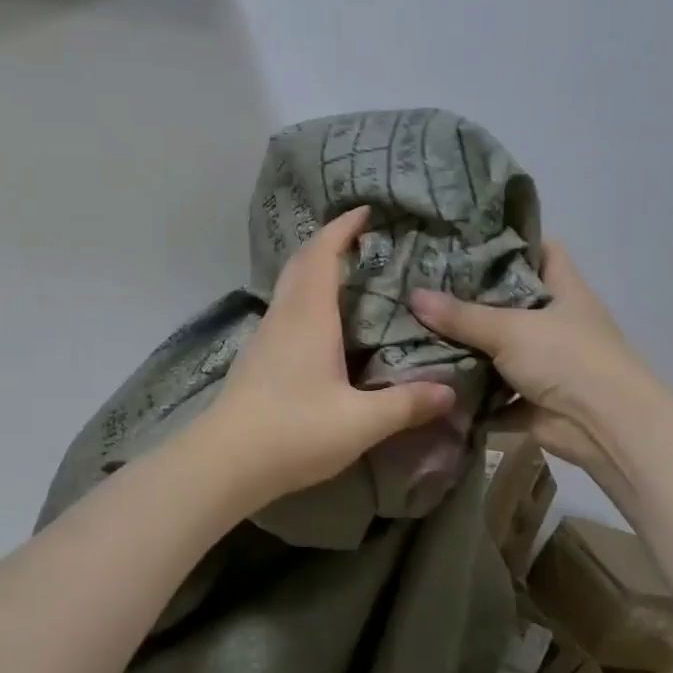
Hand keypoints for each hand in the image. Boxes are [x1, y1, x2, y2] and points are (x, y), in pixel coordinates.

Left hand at [196, 207, 455, 509]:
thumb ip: (405, 404)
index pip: (322, 254)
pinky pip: (286, 308)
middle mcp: (285, 315)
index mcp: (309, 316)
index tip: (364, 211)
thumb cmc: (293, 431)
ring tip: (347, 273)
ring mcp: (266, 335)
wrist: (224, 462)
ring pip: (290, 285)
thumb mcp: (359, 422)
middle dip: (328, 241)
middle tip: (359, 237)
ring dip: (314, 268)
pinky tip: (321, 321)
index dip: (342, 228)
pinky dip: (306, 296)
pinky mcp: (257, 357)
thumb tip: (448, 390)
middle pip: (301, 262)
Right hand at [411, 242, 644, 480]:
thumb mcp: (510, 329)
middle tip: (425, 284)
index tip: (467, 239)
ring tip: (418, 328)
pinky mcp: (534, 399)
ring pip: (499, 348)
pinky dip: (472, 393)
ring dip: (467, 348)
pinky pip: (495, 392)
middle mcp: (556, 322)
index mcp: (564, 290)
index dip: (510, 242)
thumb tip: (413, 296)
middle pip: (510, 301)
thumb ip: (462, 316)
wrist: (606, 428)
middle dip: (472, 298)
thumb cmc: (567, 358)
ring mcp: (546, 362)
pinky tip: (434, 380)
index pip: (541, 250)